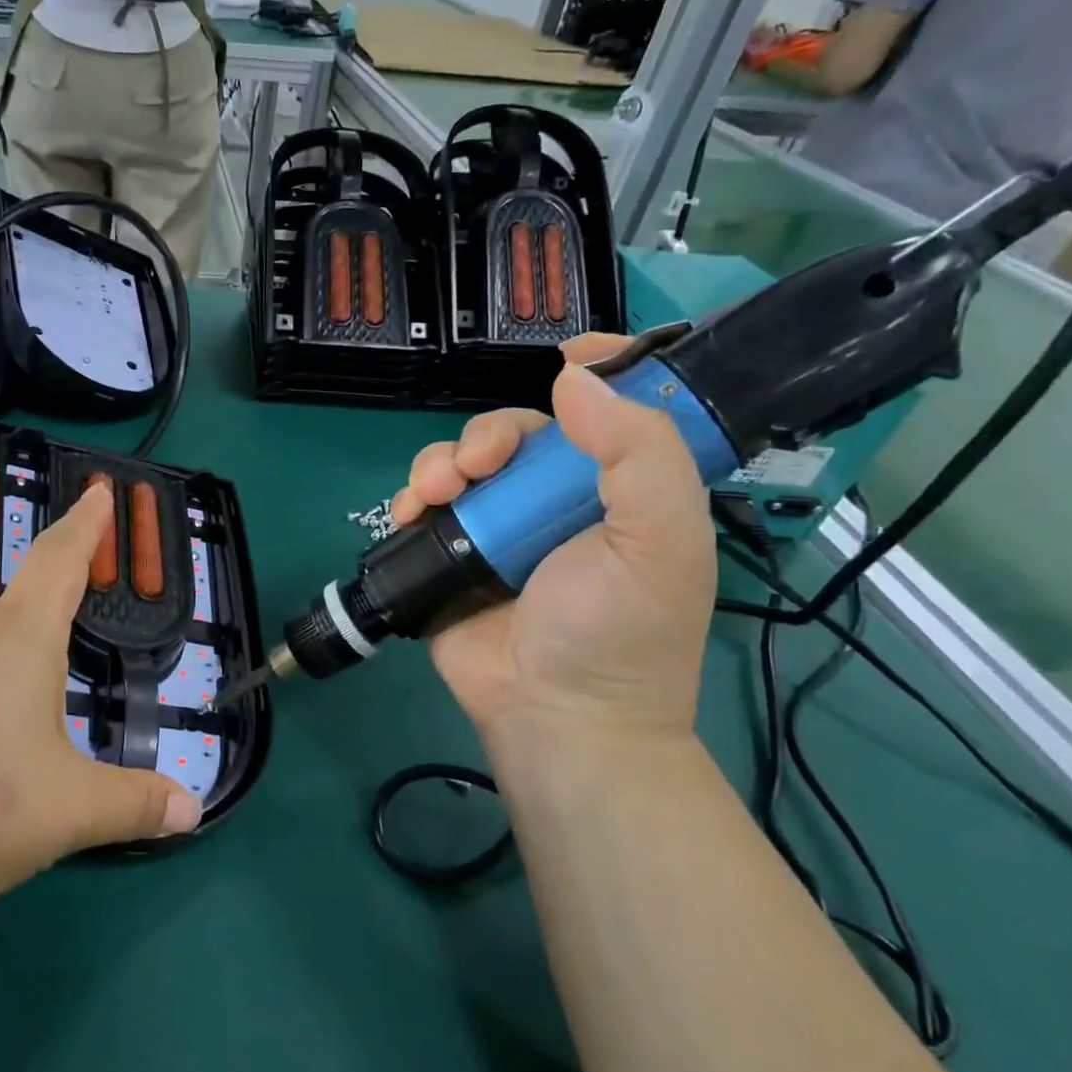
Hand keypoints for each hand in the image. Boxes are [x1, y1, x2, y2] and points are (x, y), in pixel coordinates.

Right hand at [389, 336, 715, 762]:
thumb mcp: (660, 541)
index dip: (593, 374)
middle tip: (478, 467)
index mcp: (616, 491)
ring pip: (461, 463)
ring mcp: (496, 530)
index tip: (563, 354)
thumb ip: (638, 453)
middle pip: (515, 433)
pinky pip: (424, 506)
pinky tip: (411, 512)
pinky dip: (411, 498)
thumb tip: (575, 378)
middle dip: (488, 436)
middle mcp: (554, 502)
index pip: (608, 413)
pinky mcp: (449, 556)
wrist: (553, 716)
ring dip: (441, 464)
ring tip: (435, 494)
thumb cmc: (617, 631)